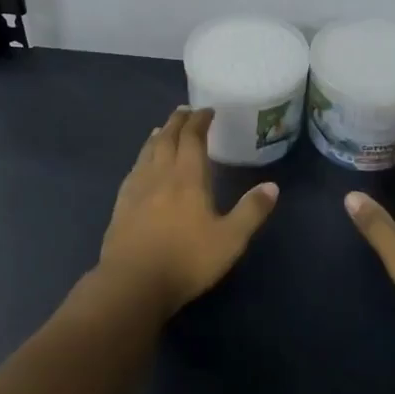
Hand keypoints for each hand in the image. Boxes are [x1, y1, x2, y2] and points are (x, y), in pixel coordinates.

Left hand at [97, 107, 279, 318]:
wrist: (133, 282)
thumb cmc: (186, 260)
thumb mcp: (230, 240)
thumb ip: (251, 211)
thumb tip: (272, 186)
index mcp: (188, 178)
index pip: (192, 138)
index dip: (200, 121)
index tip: (207, 111)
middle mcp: (160, 174)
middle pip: (167, 138)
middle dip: (177, 122)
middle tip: (185, 111)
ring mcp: (137, 188)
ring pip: (148, 151)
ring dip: (158, 136)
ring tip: (164, 129)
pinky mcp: (121, 204)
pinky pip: (134, 169)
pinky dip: (142, 156)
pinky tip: (142, 164)